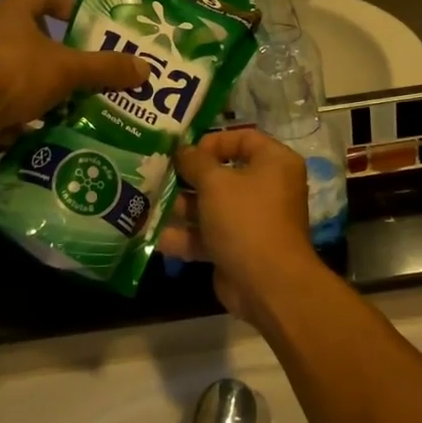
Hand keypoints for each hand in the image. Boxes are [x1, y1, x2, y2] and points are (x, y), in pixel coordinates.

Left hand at [0, 0, 148, 152]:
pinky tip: (53, 127)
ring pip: (23, 72)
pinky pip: (10, 102)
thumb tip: (145, 68)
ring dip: (49, 86)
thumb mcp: (67, 68)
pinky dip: (31, 114)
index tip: (88, 23)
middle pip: (34, 37)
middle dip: (64, 54)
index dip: (66, 4)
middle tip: (94, 69)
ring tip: (80, 102)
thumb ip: (105, 68)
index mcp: (12, 12)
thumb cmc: (12, 72)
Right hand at [161, 129, 322, 323]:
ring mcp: (253, 220)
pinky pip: (210, 235)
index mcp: (274, 162)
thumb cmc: (246, 219)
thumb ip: (195, 162)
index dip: (213, 141)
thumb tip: (183, 150)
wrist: (268, 284)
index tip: (185, 151)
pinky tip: (156, 237)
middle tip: (157, 175)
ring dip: (182, 207)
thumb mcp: (215, 183)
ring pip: (213, 206)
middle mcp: (267, 188)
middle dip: (188, 177)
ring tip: (147, 204)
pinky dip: (186, 236)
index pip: (243, 138)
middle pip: (223, 174)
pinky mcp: (239, 247)